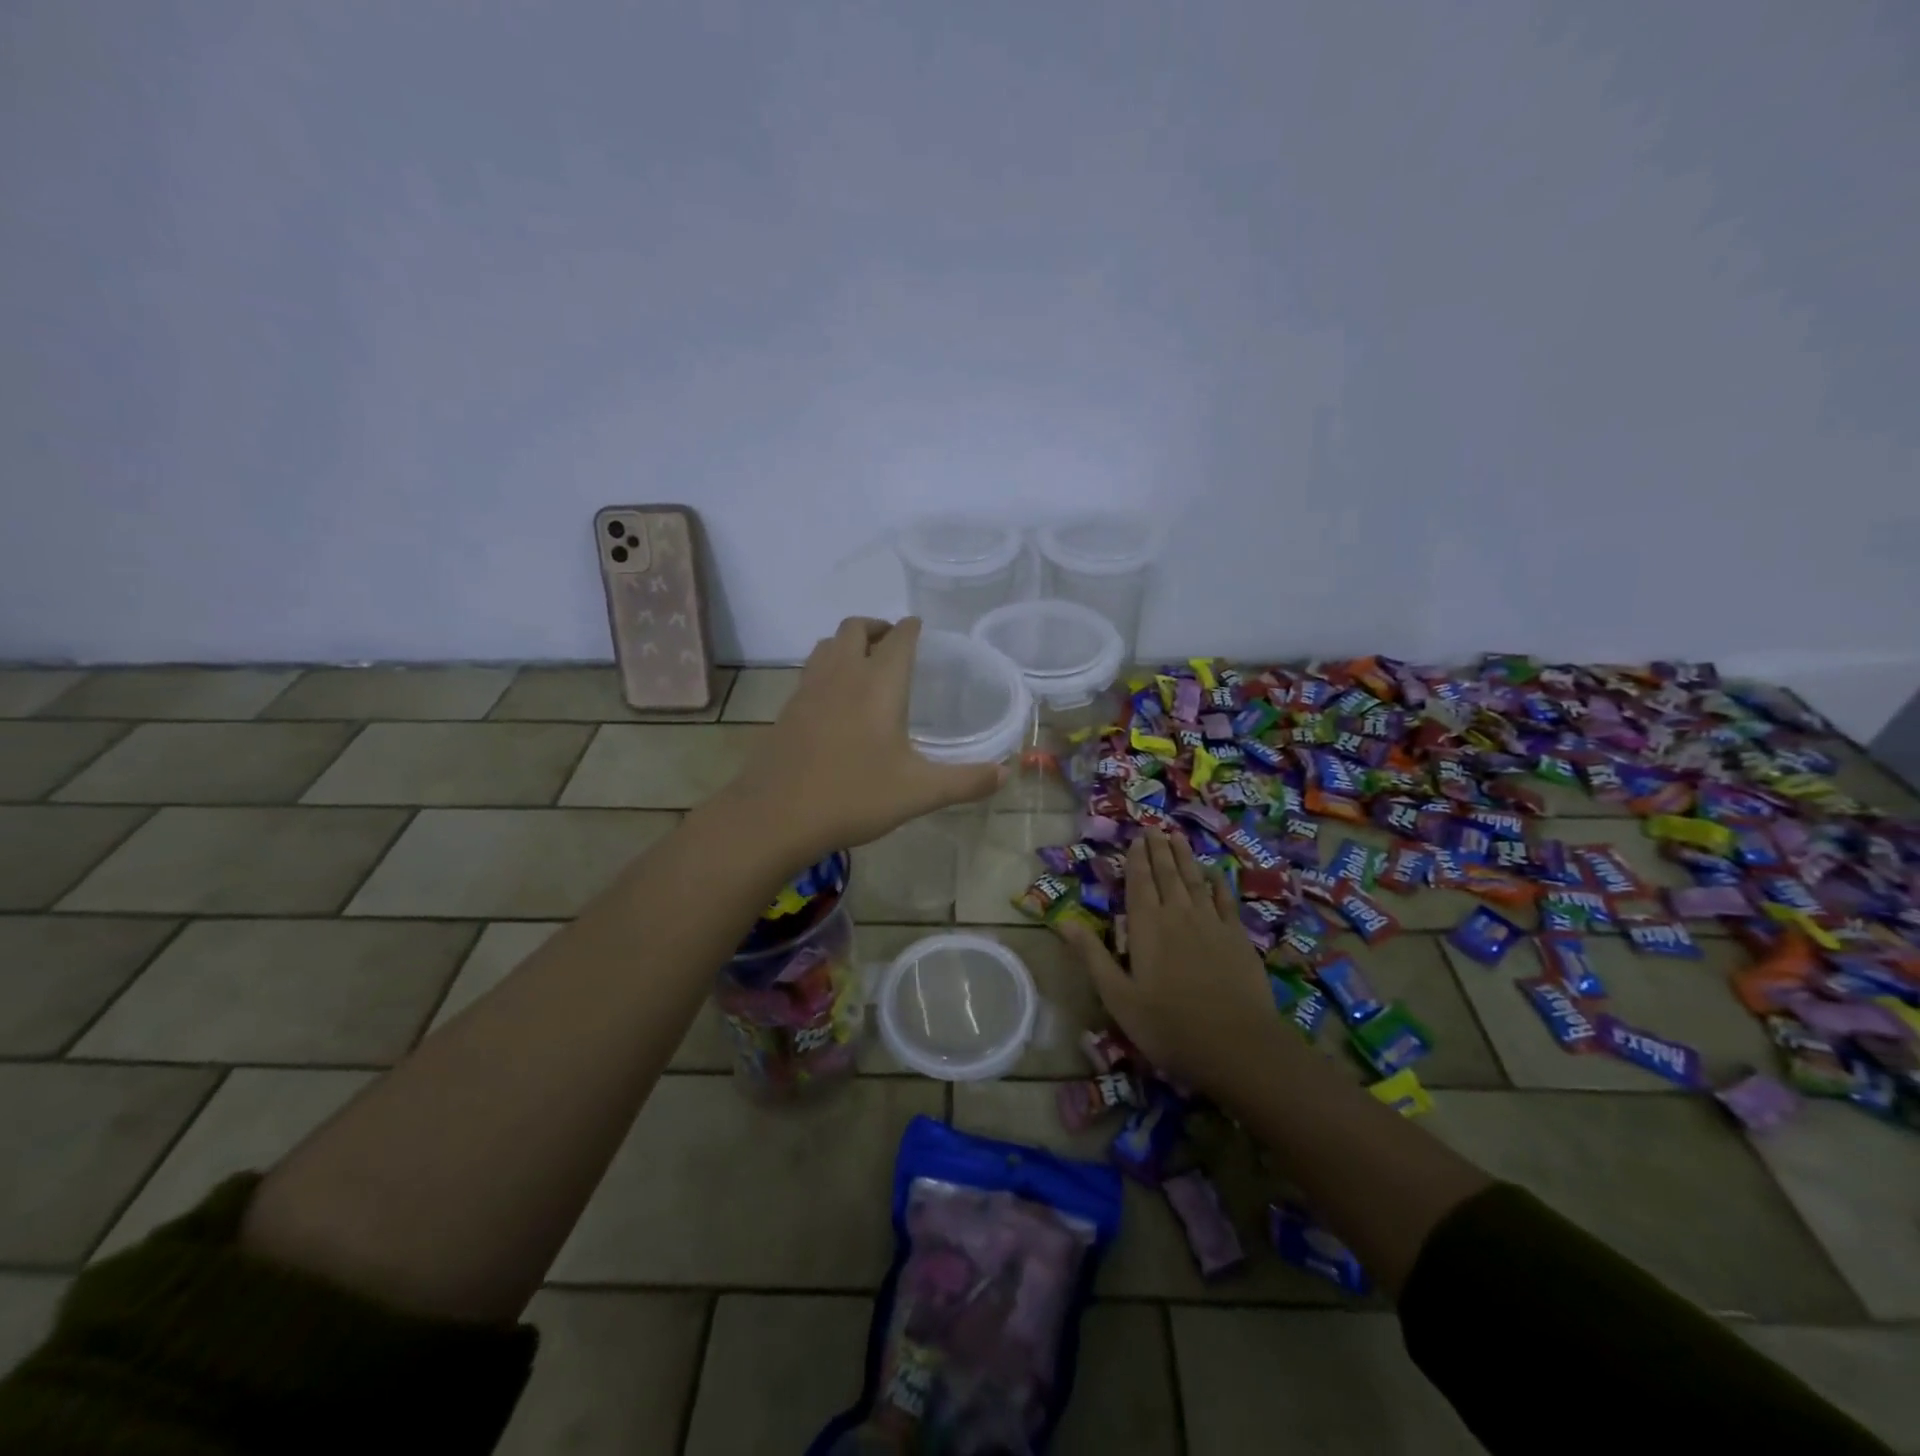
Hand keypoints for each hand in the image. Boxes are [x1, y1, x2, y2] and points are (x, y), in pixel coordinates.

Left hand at [715, 617, 1004, 867]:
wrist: (775, 816)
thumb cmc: (854, 796)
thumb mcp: (919, 792)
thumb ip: (966, 781)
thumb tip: (1006, 773)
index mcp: (879, 685)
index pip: (898, 638)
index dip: (911, 628)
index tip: (920, 627)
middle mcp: (842, 675)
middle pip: (855, 628)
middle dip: (877, 627)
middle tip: (893, 644)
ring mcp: (808, 690)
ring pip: (827, 645)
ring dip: (848, 643)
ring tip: (864, 663)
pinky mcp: (787, 710)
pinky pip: (810, 671)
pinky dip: (827, 668)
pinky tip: (835, 700)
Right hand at [1056, 830, 1282, 1096]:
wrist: (1237, 1045)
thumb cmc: (1168, 1025)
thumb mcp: (1118, 996)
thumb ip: (1092, 955)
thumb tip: (1062, 921)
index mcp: (1147, 926)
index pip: (1139, 883)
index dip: (1137, 859)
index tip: (1136, 838)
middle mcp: (1179, 915)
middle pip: (1168, 874)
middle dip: (1159, 850)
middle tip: (1154, 828)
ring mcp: (1212, 923)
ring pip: (1195, 880)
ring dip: (1185, 857)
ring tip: (1178, 837)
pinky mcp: (1238, 938)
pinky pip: (1225, 900)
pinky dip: (1218, 883)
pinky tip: (1216, 872)